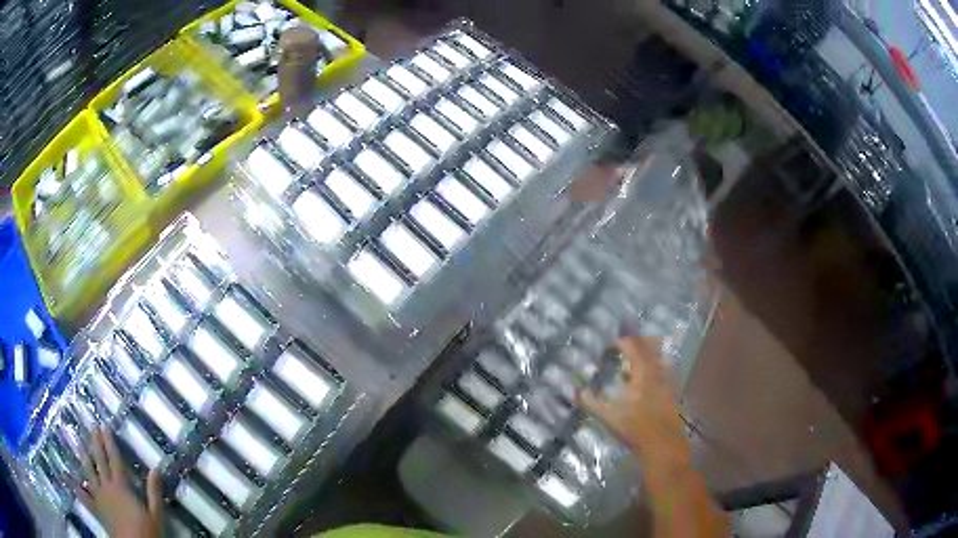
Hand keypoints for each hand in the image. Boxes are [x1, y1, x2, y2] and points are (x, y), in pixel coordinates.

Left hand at [76, 427, 162, 537]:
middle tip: (91, 427)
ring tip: (78, 442)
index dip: (109, 443)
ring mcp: (98, 497)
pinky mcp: (95, 508)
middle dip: (95, 443)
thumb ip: (154, 492)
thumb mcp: (155, 515)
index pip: (114, 459)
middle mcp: (106, 486)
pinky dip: (73, 485)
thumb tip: (155, 468)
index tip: (104, 426)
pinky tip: (65, 475)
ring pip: (88, 472)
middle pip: (99, 461)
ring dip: (83, 456)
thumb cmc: (146, 532)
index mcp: (121, 486)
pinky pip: (82, 495)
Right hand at [580, 337, 687, 463]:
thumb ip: (592, 402)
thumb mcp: (609, 416)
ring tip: (639, 359)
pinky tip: (652, 379)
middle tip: (627, 346)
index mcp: (643, 374)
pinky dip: (659, 369)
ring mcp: (669, 383)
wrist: (663, 446)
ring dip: (650, 355)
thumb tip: (578, 390)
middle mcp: (658, 374)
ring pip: (662, 359)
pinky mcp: (675, 394)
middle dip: (639, 344)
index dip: (623, 342)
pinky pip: (668, 372)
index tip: (613, 343)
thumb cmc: (635, 429)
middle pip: (651, 349)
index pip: (633, 349)